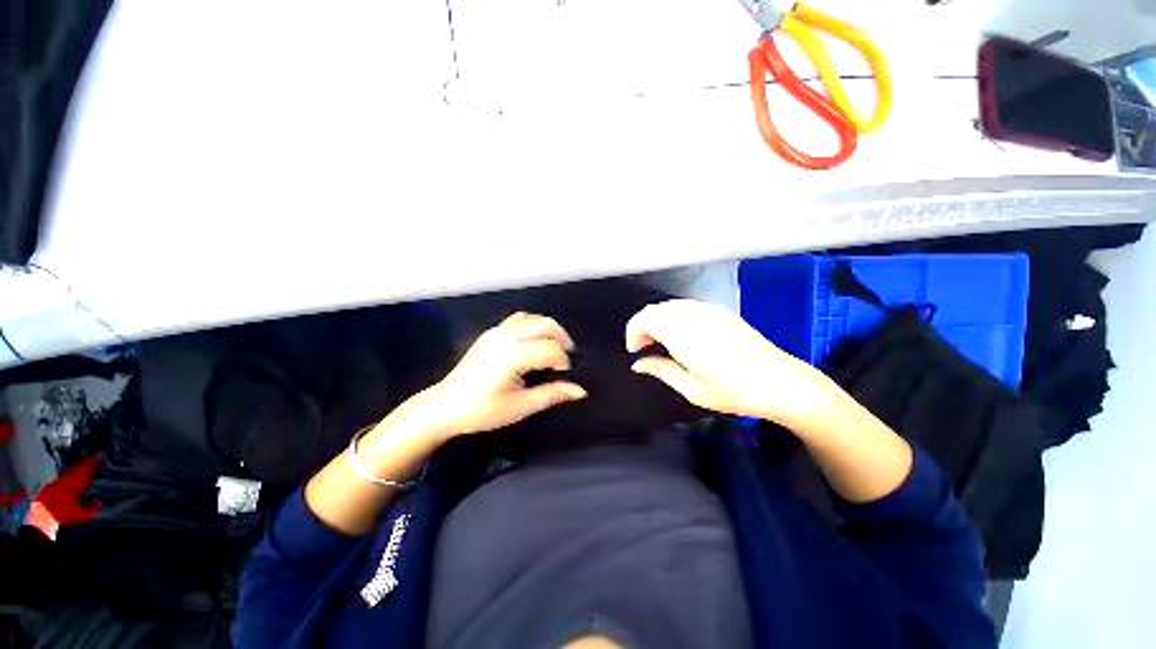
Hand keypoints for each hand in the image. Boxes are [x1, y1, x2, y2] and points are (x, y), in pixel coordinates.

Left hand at [426, 312, 586, 437]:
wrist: (446, 407)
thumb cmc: (483, 410)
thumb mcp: (522, 406)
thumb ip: (553, 394)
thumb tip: (580, 391)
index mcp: (515, 356)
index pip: (551, 349)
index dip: (563, 361)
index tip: (563, 374)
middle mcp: (507, 338)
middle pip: (545, 325)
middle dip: (561, 337)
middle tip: (566, 355)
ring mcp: (497, 332)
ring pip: (532, 319)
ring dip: (548, 329)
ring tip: (554, 346)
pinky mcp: (490, 333)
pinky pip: (517, 320)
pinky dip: (531, 324)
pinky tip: (533, 340)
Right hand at [625, 299, 827, 423]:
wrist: (781, 382)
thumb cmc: (736, 392)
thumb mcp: (693, 390)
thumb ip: (661, 371)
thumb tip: (638, 364)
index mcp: (684, 334)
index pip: (645, 319)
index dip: (633, 332)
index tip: (634, 350)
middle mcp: (693, 316)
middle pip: (655, 309)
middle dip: (642, 326)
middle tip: (644, 349)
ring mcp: (708, 310)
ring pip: (669, 306)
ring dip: (658, 320)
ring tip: (660, 343)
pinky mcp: (720, 311)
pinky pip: (686, 306)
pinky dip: (674, 317)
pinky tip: (681, 335)